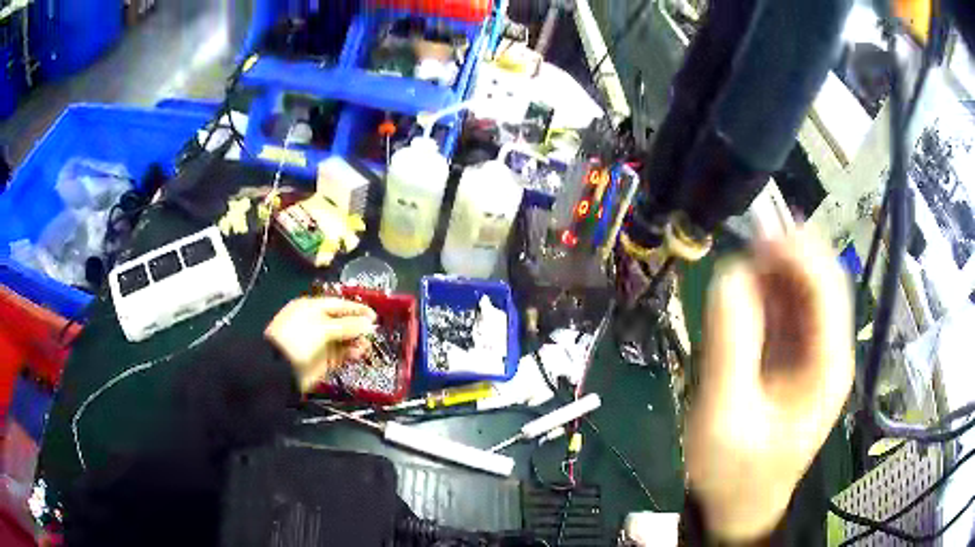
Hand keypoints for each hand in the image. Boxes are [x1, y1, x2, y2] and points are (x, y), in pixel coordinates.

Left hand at [265, 297, 376, 392]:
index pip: (338, 304)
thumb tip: (368, 323)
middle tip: (373, 331)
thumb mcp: (322, 328)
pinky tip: (359, 353)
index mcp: (311, 308)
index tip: (373, 315)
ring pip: (344, 339)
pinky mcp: (324, 360)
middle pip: (343, 322)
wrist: (280, 369)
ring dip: (357, 341)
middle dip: (358, 326)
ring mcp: (320, 343)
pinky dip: (351, 353)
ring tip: (367, 345)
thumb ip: (347, 325)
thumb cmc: (298, 339)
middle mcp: (316, 323)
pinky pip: (341, 354)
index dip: (356, 309)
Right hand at [686, 228, 853, 541]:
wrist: (740, 505)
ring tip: (743, 264)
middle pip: (822, 282)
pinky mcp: (798, 360)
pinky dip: (770, 294)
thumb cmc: (735, 472)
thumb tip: (728, 275)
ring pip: (806, 293)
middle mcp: (830, 353)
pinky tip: (748, 292)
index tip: (756, 237)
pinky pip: (790, 313)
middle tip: (746, 243)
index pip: (827, 287)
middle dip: (788, 256)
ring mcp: (816, 355)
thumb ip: (730, 344)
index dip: (797, 252)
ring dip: (778, 272)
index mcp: (828, 366)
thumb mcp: (725, 415)